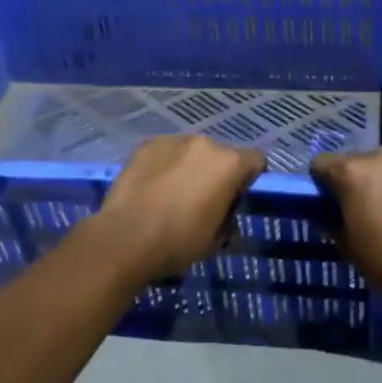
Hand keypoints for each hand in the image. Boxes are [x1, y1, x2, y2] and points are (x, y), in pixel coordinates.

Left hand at [86, 135, 265, 280]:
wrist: (125, 238)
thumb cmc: (178, 242)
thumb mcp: (216, 240)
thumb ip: (228, 219)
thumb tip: (224, 215)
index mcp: (229, 164)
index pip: (256, 160)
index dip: (249, 179)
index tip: (235, 198)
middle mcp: (205, 143)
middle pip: (221, 154)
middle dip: (216, 172)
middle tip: (202, 198)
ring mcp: (174, 140)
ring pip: (192, 151)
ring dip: (190, 166)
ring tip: (172, 191)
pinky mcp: (147, 144)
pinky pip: (165, 152)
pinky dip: (164, 164)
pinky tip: (152, 186)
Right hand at [310, 148, 381, 315]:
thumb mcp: (348, 248)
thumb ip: (334, 223)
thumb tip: (329, 216)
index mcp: (352, 173)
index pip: (323, 163)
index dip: (325, 182)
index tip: (334, 200)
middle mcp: (381, 155)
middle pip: (363, 162)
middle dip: (365, 181)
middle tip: (376, 208)